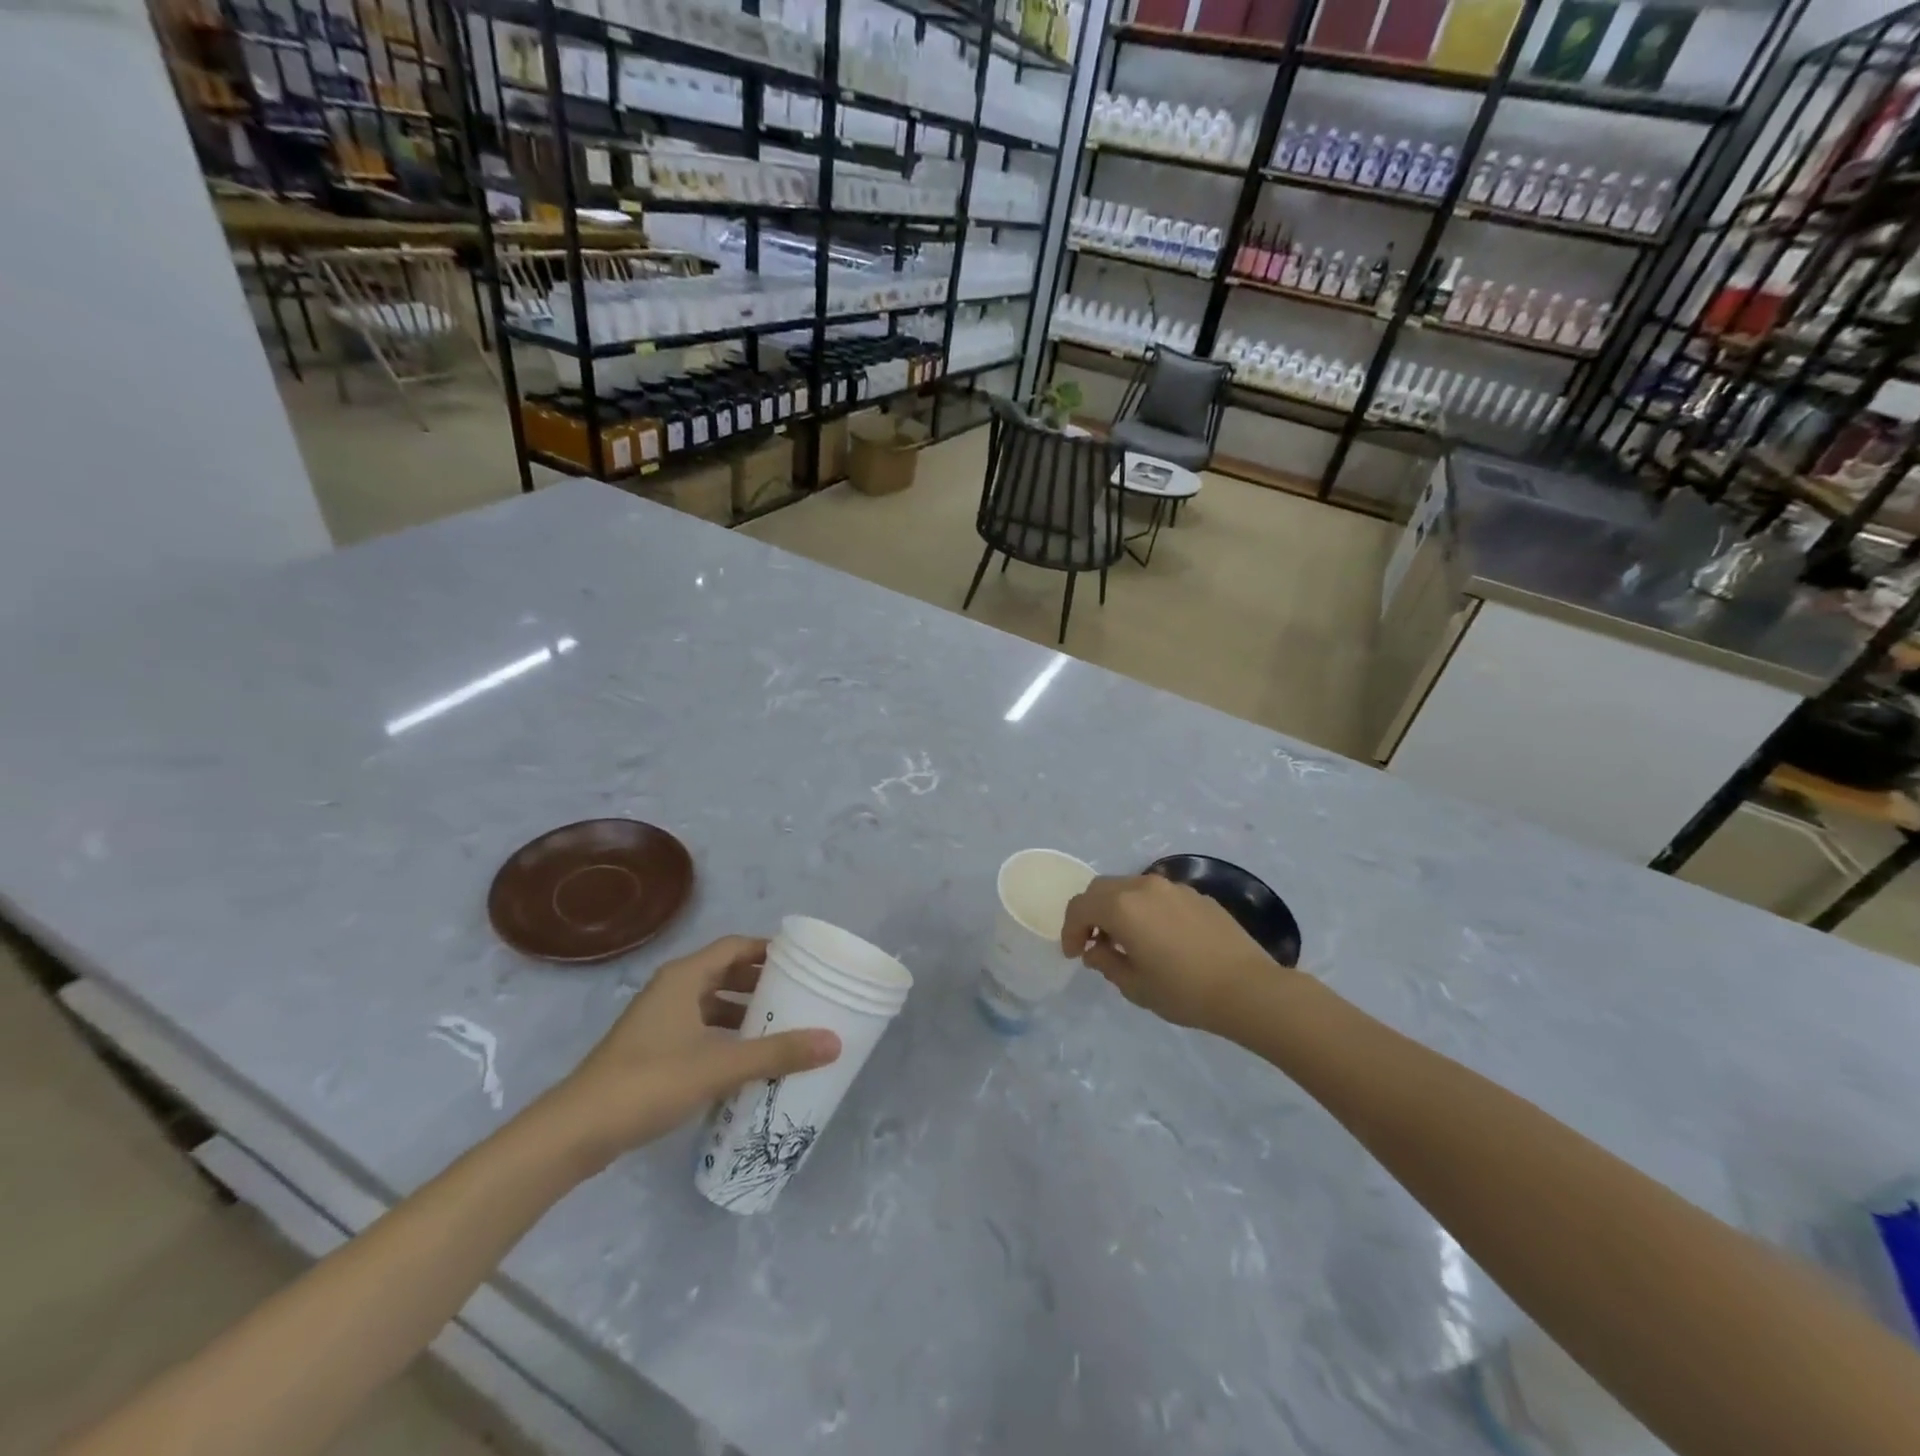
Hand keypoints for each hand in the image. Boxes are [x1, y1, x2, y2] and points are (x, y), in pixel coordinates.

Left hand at [539, 937, 840, 1172]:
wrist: (576, 1131)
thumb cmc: (650, 1082)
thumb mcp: (720, 1065)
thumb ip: (777, 1053)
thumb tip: (834, 1042)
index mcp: (684, 977)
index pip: (735, 946)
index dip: (768, 949)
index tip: (802, 961)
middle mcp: (671, 990)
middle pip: (724, 972)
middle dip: (760, 982)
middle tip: (799, 994)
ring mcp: (658, 1020)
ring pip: (710, 1002)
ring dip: (743, 1010)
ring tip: (780, 1026)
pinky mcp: (651, 1049)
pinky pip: (699, 1028)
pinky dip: (724, 1034)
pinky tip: (745, 1059)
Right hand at [1060, 875, 1276, 1033]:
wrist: (1247, 988)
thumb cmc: (1183, 991)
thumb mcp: (1134, 986)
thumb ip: (1106, 962)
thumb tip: (1095, 949)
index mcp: (1122, 907)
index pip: (1080, 906)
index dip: (1070, 930)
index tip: (1074, 954)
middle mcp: (1143, 887)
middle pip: (1102, 889)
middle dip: (1091, 913)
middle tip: (1094, 943)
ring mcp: (1172, 887)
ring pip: (1130, 887)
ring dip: (1118, 908)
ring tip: (1127, 940)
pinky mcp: (1196, 895)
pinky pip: (1158, 895)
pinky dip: (1145, 909)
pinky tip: (1159, 938)